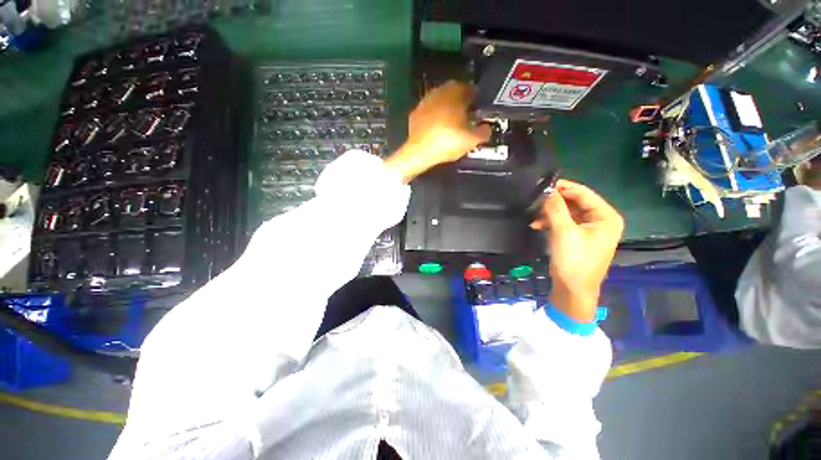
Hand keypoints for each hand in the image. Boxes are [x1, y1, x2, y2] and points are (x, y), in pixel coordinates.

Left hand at [384, 81, 491, 181]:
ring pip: (439, 100)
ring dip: (446, 107)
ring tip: (451, 120)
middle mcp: (439, 93)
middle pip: (453, 92)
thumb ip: (483, 132)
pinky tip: (436, 127)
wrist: (419, 152)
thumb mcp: (471, 140)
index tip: (478, 107)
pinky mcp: (414, 114)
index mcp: (455, 94)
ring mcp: (424, 102)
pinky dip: (434, 115)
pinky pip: (428, 111)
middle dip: (460, 100)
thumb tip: (487, 128)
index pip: (469, 89)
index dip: (475, 98)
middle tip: (465, 113)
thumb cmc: (448, 142)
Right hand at [531, 180, 623, 321]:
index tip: (542, 184)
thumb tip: (547, 189)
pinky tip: (536, 225)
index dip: (563, 187)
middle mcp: (600, 220)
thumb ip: (555, 208)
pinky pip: (563, 223)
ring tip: (533, 213)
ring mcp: (588, 229)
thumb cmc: (574, 261)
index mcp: (606, 217)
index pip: (584, 194)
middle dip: (554, 201)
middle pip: (575, 202)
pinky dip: (550, 223)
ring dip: (550, 213)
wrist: (573, 290)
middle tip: (535, 199)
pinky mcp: (577, 237)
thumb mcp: (564, 232)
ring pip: (567, 213)